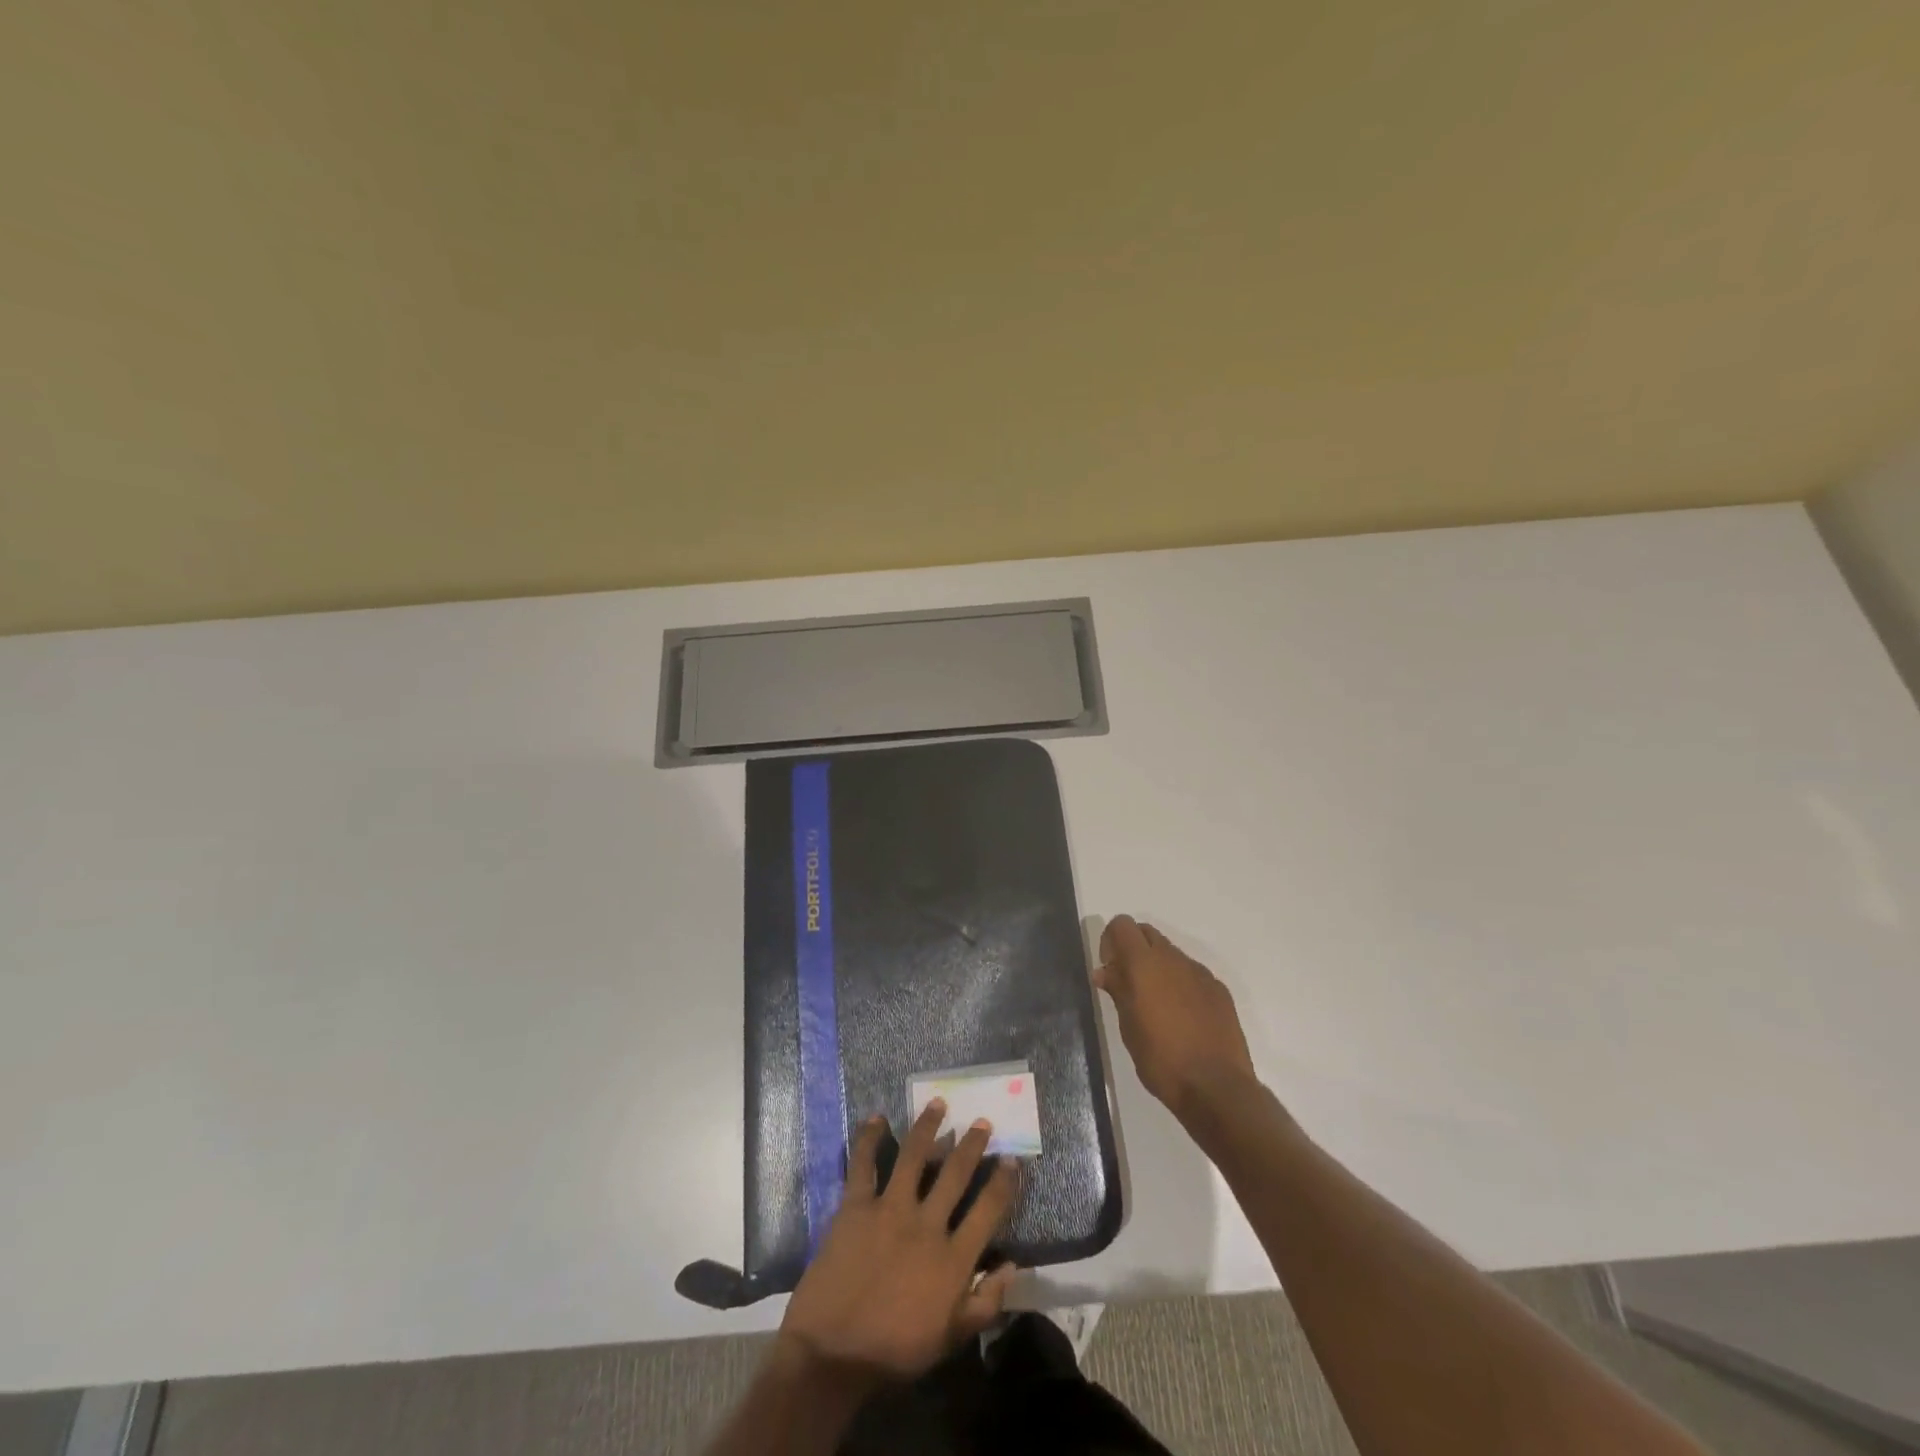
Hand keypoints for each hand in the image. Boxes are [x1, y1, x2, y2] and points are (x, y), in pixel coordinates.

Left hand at [778, 1102, 1019, 1383]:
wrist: (833, 1355)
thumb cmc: (894, 1351)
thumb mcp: (950, 1338)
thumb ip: (985, 1303)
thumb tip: (1014, 1266)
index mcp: (953, 1259)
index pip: (989, 1210)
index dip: (1004, 1182)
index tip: (1012, 1159)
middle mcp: (927, 1224)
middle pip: (955, 1173)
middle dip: (972, 1144)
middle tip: (982, 1122)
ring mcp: (890, 1209)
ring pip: (915, 1155)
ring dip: (928, 1126)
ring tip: (938, 1103)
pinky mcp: (856, 1206)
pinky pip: (863, 1163)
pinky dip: (869, 1138)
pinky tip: (876, 1118)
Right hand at [1094, 914, 1256, 1121]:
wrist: (1217, 1087)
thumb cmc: (1161, 1059)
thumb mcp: (1128, 1027)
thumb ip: (1117, 991)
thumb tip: (1104, 971)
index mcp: (1144, 964)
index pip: (1122, 925)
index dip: (1111, 940)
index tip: (1110, 969)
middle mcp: (1173, 959)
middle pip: (1147, 933)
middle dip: (1134, 949)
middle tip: (1129, 984)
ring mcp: (1200, 973)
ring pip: (1171, 954)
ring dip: (1158, 968)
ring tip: (1157, 1006)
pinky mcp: (1219, 990)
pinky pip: (1192, 975)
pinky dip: (1181, 984)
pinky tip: (1183, 1018)